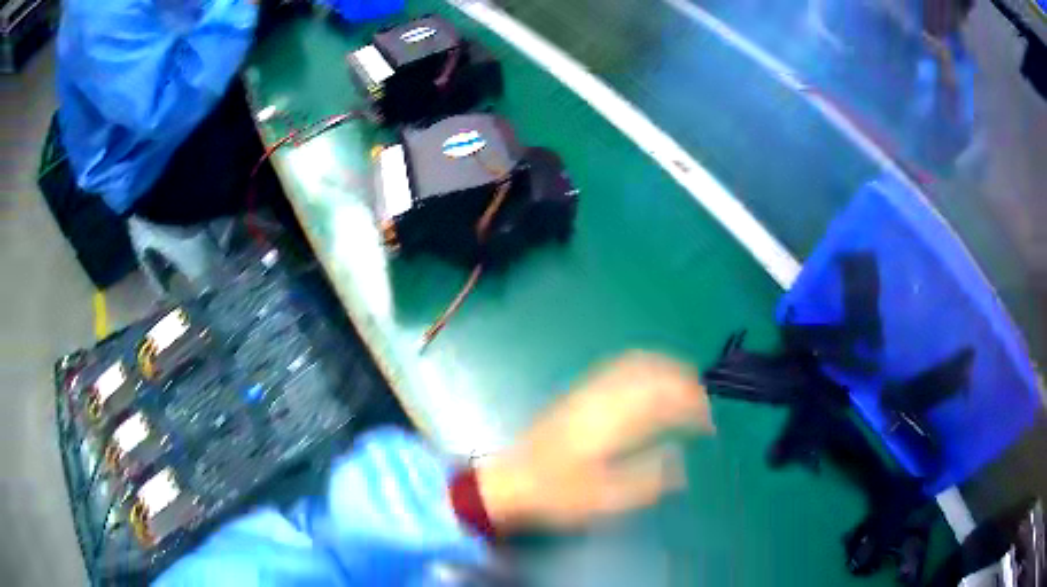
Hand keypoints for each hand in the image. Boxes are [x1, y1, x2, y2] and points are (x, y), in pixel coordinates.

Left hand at [476, 352, 712, 530]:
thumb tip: (680, 463)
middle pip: (650, 371)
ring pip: (633, 363)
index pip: (662, 400)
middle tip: (702, 400)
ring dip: (663, 368)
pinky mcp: (575, 394)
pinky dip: (642, 367)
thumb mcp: (602, 500)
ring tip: (684, 384)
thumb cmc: (555, 495)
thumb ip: (645, 481)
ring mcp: (585, 393)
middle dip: (683, 379)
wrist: (509, 482)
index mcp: (610, 424)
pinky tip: (648, 381)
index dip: (692, 406)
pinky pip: (615, 367)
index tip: (708, 422)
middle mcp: (599, 399)